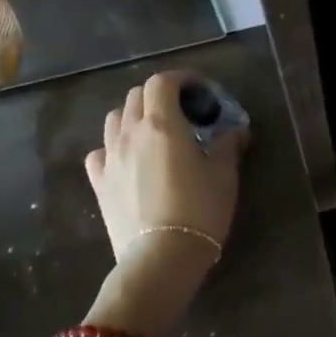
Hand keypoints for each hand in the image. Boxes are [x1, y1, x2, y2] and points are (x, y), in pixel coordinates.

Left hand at [83, 72, 246, 333]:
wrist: (160, 258)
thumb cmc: (199, 211)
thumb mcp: (224, 175)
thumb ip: (228, 145)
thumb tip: (236, 131)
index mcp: (162, 124)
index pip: (162, 82)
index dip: (181, 79)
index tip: (200, 89)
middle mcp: (130, 133)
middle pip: (137, 96)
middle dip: (160, 94)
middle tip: (183, 110)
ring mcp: (110, 158)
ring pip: (114, 119)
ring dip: (135, 115)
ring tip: (155, 131)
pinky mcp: (99, 184)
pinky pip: (100, 151)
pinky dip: (114, 146)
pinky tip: (128, 159)